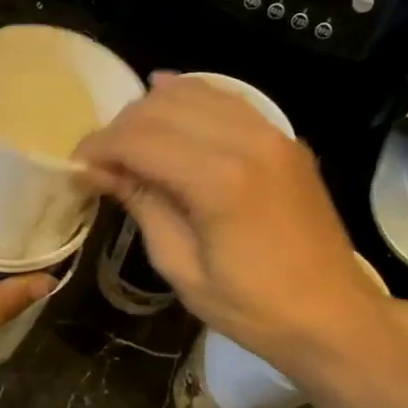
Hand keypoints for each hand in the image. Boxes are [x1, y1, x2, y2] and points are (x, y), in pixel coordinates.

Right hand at [77, 75, 398, 372]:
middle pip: (163, 107)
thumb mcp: (181, 267)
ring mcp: (272, 134)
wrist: (331, 315)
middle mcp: (247, 141)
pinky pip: (228, 100)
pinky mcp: (284, 139)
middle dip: (121, 127)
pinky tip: (168, 102)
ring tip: (130, 140)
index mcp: (218, 181)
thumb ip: (143, 206)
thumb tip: (100, 172)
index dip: (99, 147)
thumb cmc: (251, 307)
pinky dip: (192, 97)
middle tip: (101, 160)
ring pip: (195, 92)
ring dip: (153, 109)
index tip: (76, 166)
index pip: (139, 140)